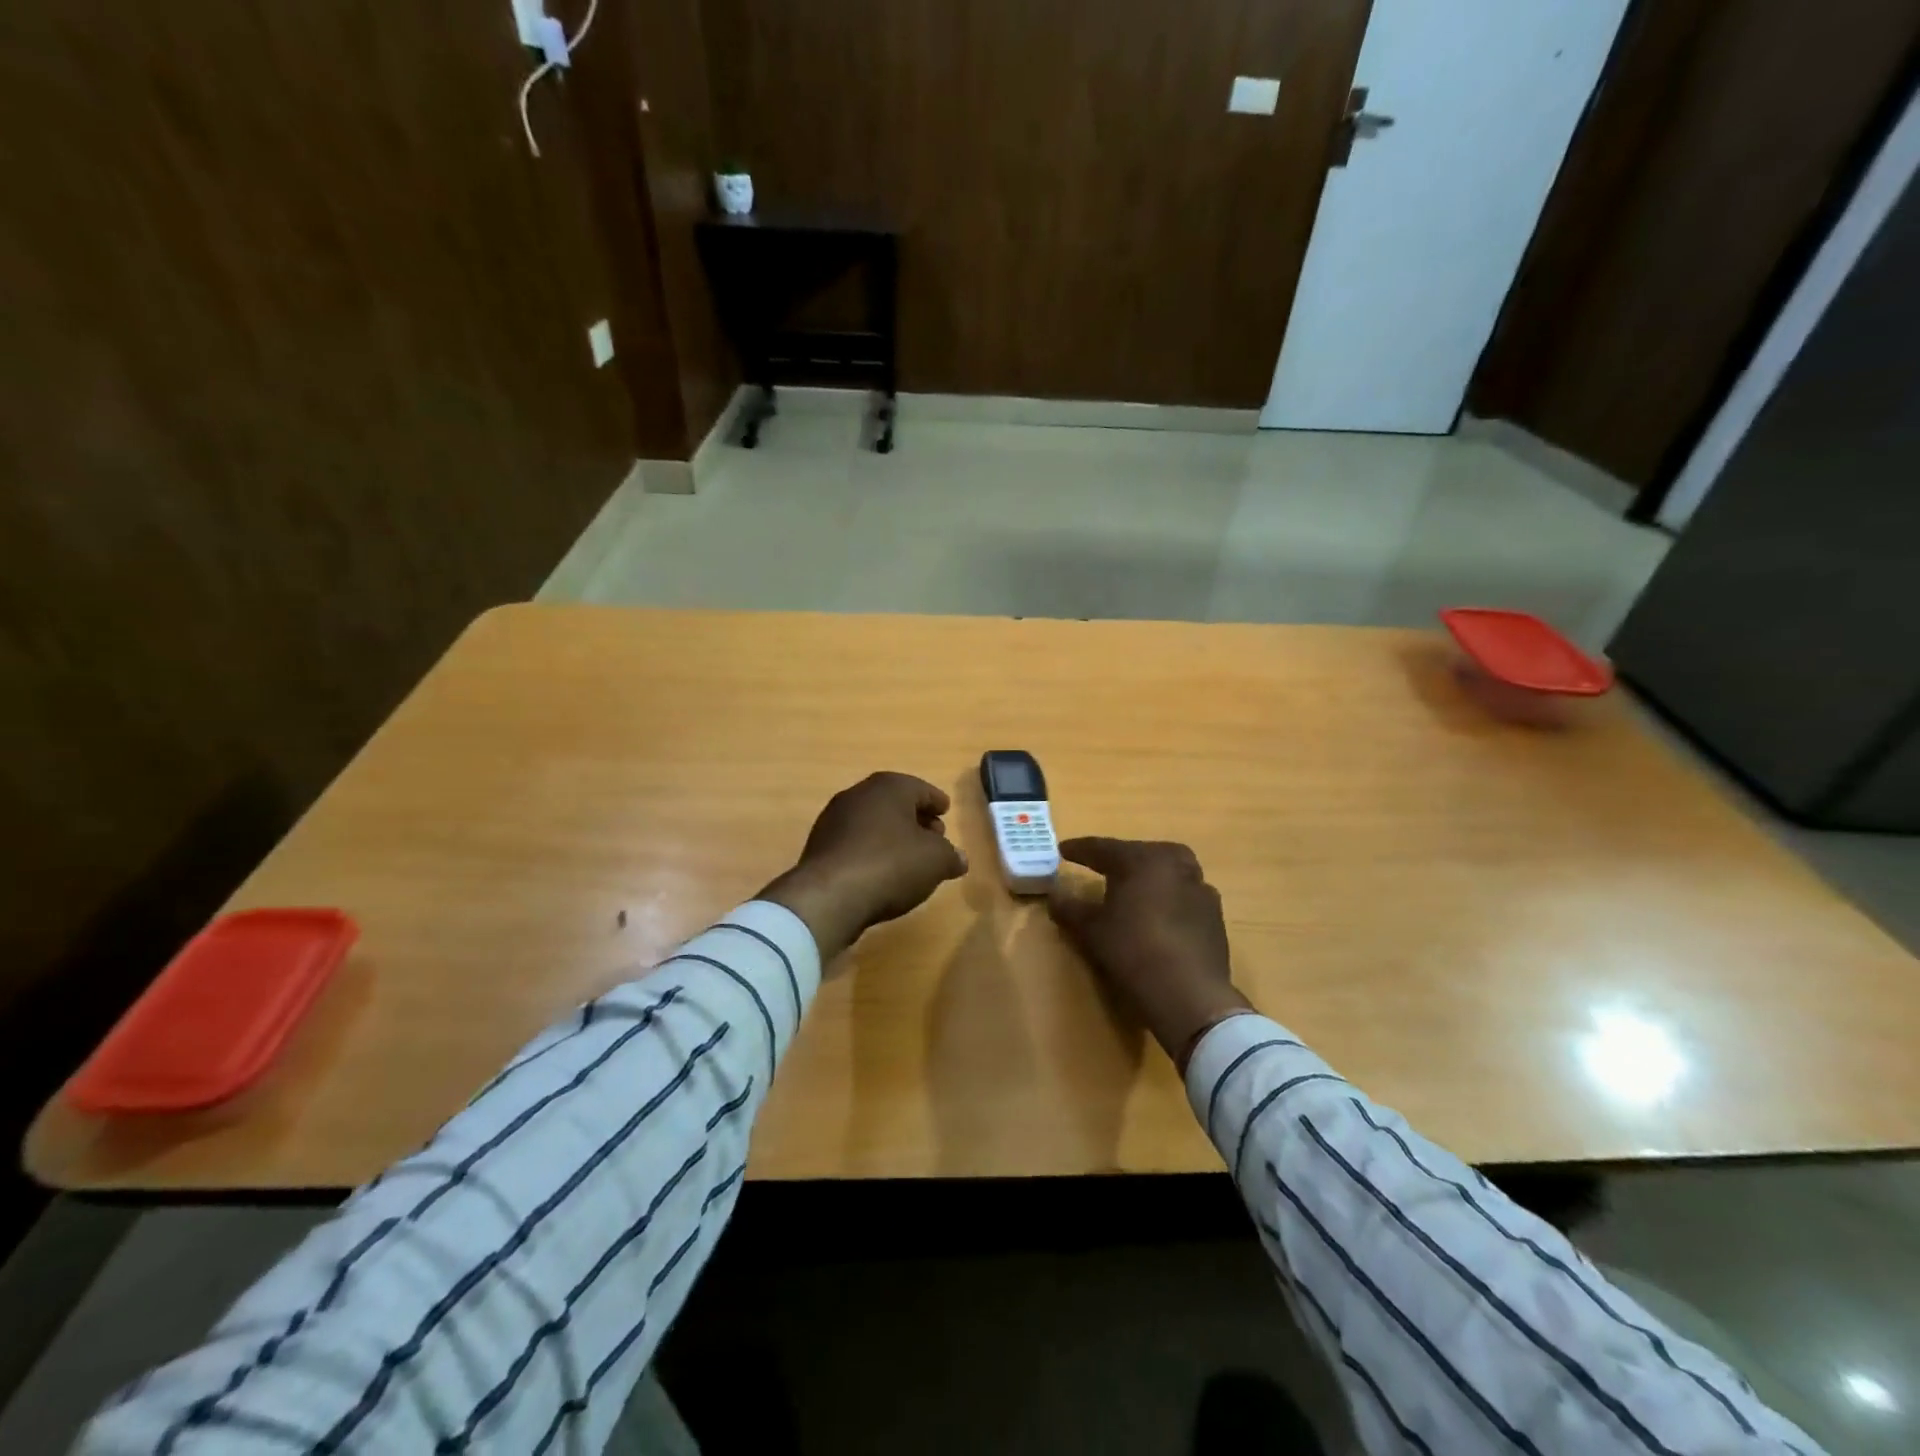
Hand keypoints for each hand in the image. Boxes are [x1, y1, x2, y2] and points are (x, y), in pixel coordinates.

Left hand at [760, 772, 967, 957]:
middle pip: (894, 803)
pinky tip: (881, 872)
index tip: (945, 811)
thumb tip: (959, 858)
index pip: (920, 789)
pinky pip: (855, 843)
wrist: (830, 896)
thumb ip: (951, 856)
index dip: (936, 801)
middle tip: (933, 837)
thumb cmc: (891, 864)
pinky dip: (871, 850)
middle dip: (915, 818)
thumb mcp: (935, 861)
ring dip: (892, 836)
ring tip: (909, 858)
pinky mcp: (819, 846)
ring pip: (872, 822)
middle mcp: (858, 794)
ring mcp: (833, 819)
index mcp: (889, 787)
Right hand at [1047, 838, 1251, 1069]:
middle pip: (1138, 855)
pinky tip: (1156, 915)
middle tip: (1097, 867)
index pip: (1102, 848)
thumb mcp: (1092, 931)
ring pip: (1164, 872)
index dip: (1080, 850)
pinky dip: (1165, 898)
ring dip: (1145, 878)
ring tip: (1129, 890)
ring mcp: (1199, 886)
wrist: (1190, 994)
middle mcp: (1174, 862)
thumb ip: (1070, 908)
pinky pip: (1182, 894)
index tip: (1062, 850)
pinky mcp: (1214, 912)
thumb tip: (1053, 896)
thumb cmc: (1133, 951)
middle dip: (1117, 860)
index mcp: (1141, 858)